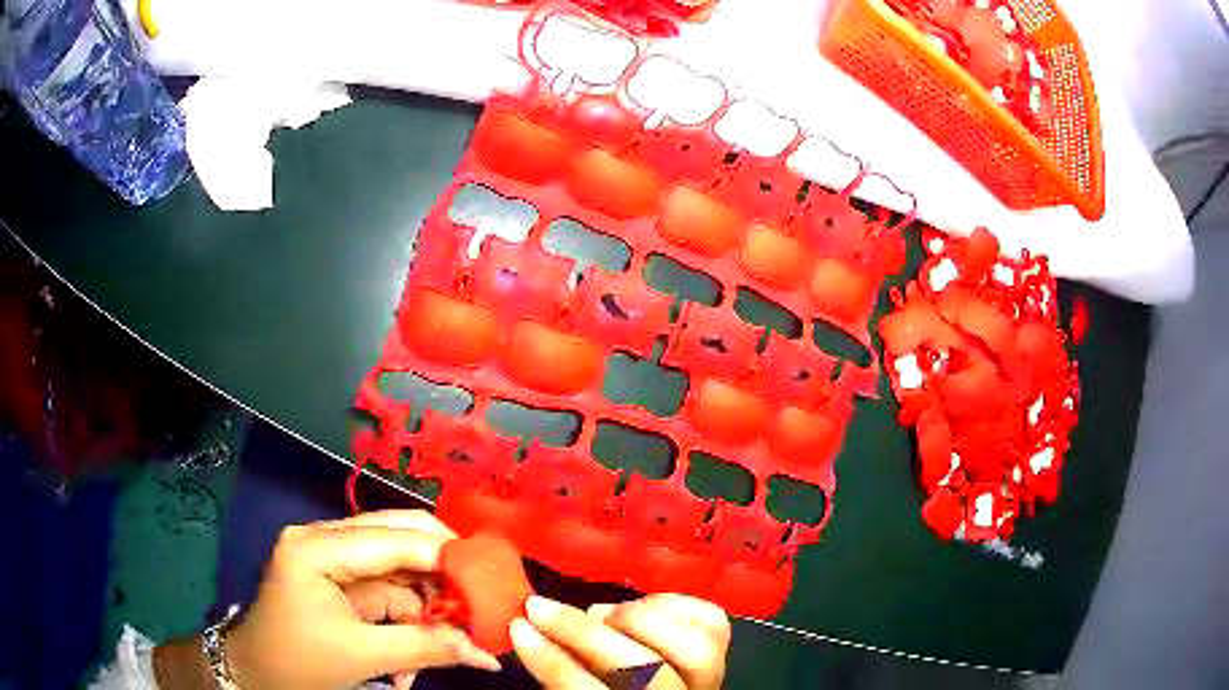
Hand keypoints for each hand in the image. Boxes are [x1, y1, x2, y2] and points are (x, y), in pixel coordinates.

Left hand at [222, 510, 500, 689]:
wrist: (257, 673)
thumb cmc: (297, 662)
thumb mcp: (361, 657)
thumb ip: (425, 648)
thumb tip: (486, 655)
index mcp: (315, 547)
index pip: (389, 539)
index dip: (442, 554)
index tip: (490, 572)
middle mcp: (324, 539)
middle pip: (396, 536)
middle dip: (441, 568)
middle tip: (482, 591)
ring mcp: (332, 557)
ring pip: (399, 563)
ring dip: (430, 596)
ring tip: (462, 625)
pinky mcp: (341, 578)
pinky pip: (390, 587)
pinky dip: (414, 611)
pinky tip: (431, 637)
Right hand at [511, 593, 730, 688]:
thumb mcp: (581, 689)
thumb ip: (560, 672)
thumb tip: (528, 631)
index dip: (554, 663)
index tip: (519, 628)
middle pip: (646, 671)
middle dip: (587, 635)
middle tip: (542, 607)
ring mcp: (709, 680)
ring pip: (694, 650)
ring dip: (638, 620)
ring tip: (602, 613)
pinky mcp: (724, 653)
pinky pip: (713, 623)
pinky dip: (675, 606)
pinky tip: (643, 608)